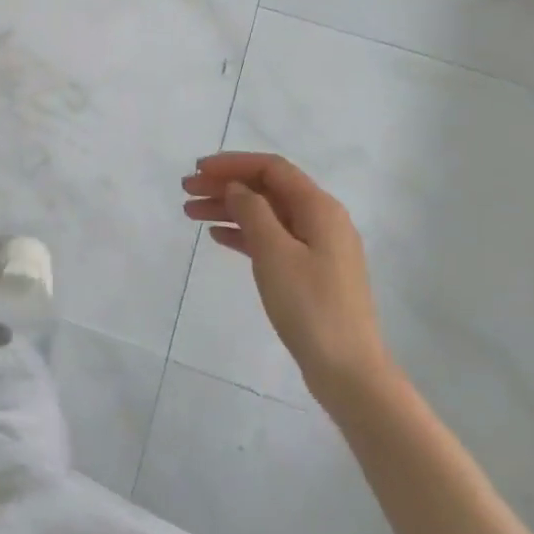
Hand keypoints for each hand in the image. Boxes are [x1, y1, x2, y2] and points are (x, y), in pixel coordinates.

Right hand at [182, 152, 393, 410]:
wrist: (347, 369)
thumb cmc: (310, 305)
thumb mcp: (274, 252)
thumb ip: (252, 211)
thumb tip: (237, 188)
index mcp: (319, 208)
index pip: (272, 169)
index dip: (233, 164)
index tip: (198, 170)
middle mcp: (321, 220)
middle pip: (267, 189)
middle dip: (226, 185)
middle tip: (187, 190)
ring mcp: (317, 247)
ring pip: (266, 214)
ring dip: (229, 209)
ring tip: (191, 213)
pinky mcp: (310, 271)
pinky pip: (271, 239)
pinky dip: (244, 233)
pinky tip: (217, 236)